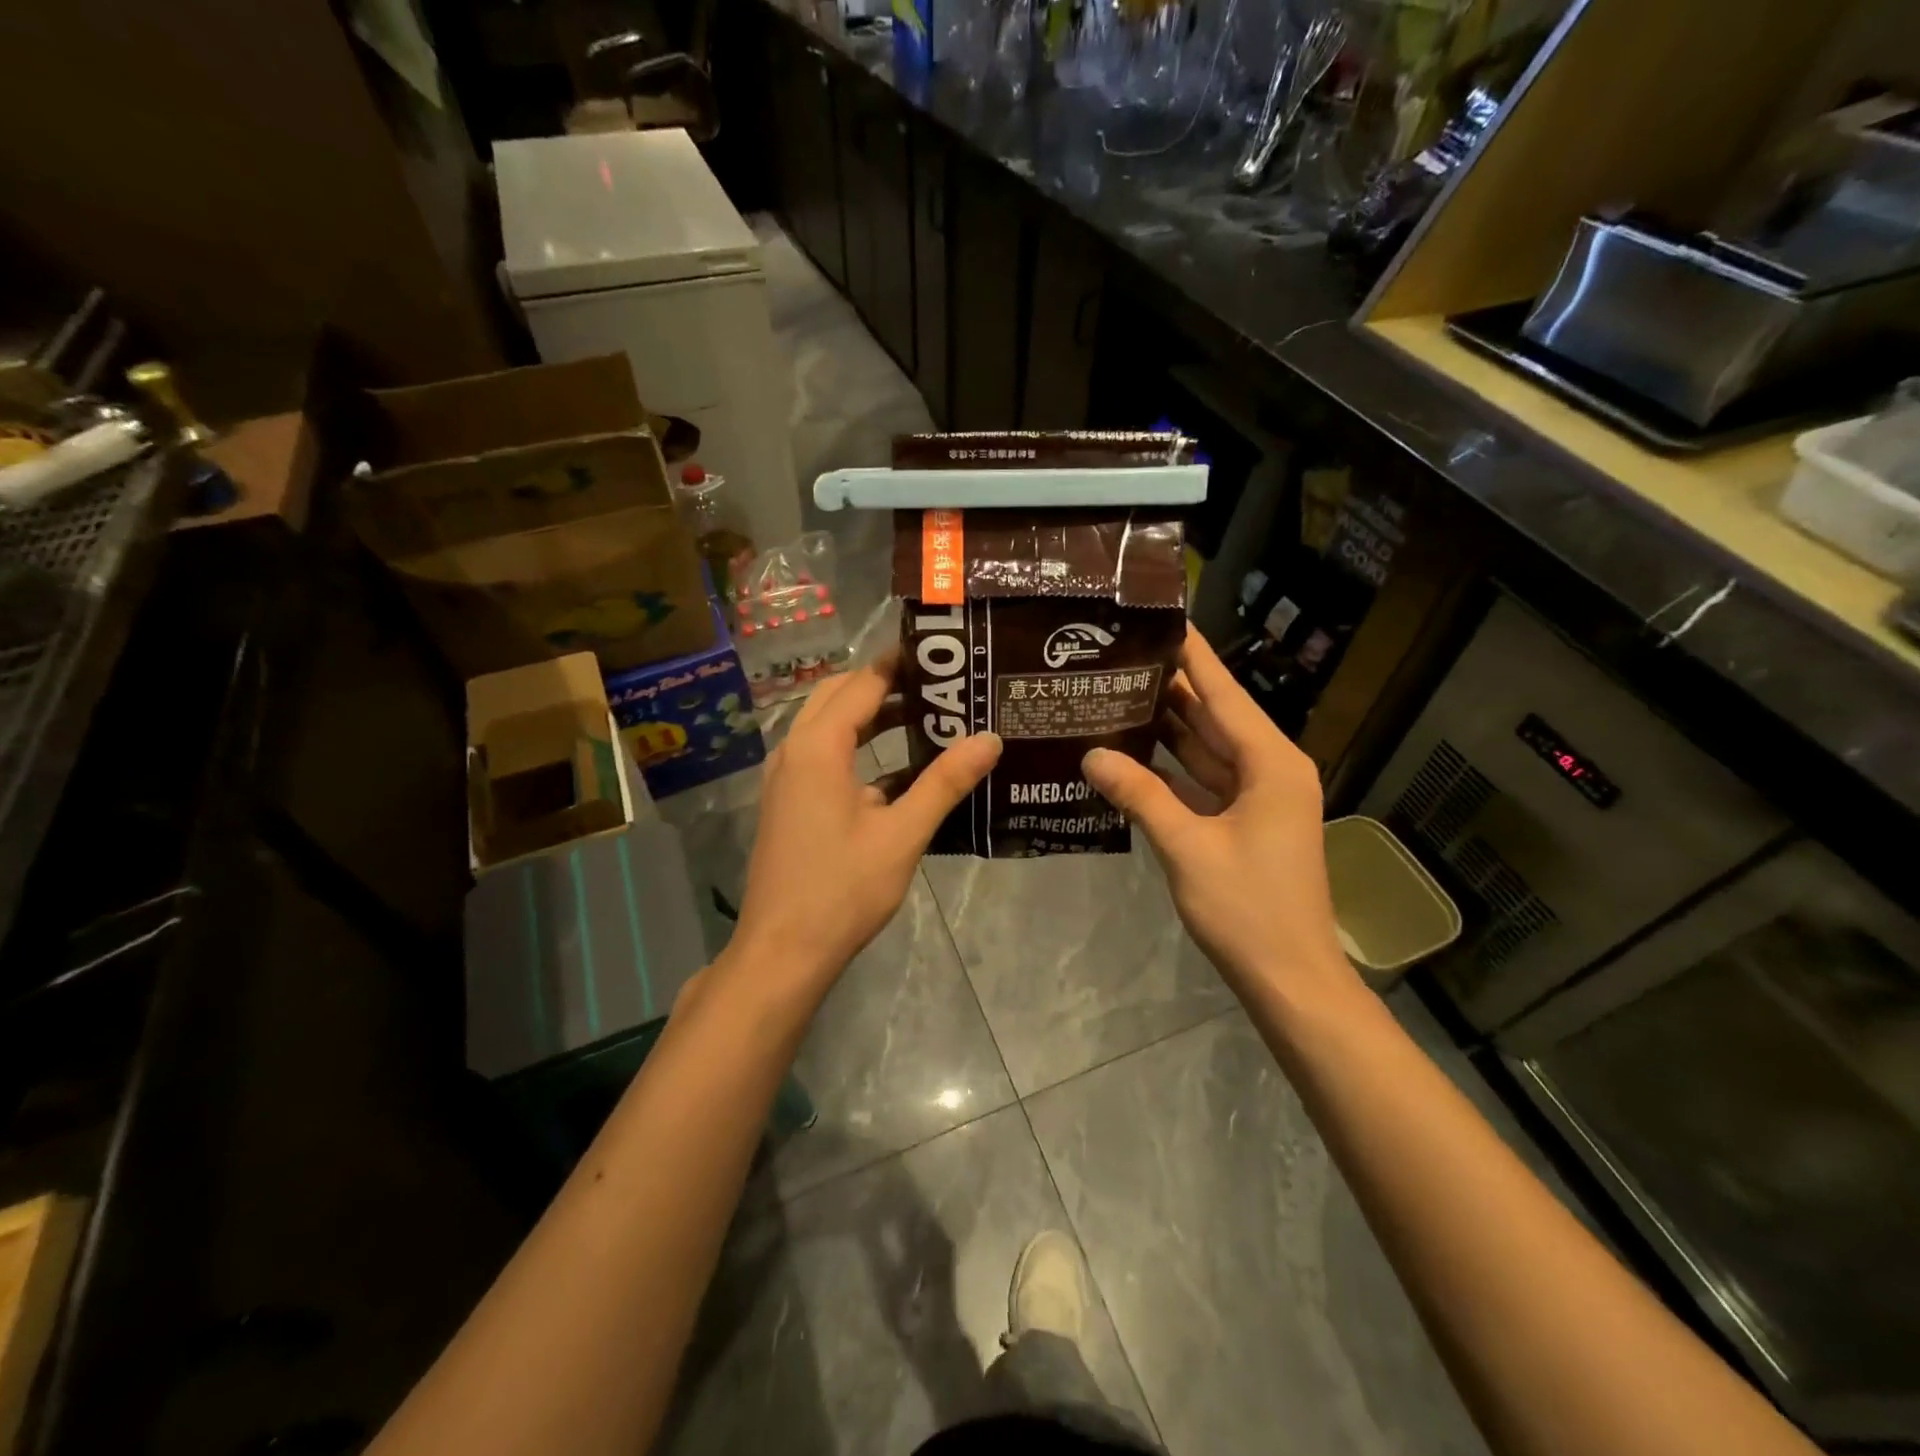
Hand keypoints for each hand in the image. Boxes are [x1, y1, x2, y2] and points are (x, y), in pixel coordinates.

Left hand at [728, 658, 1001, 993]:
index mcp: (818, 746)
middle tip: (938, 685)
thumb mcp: (903, 834)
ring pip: (829, 726)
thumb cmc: (843, 889)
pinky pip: (823, 755)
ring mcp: (786, 777)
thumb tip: (990, 738)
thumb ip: (945, 782)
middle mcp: (794, 750)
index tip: (941, 655)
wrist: (783, 951)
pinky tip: (900, 771)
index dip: (899, 665)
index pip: (863, 684)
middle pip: (840, 696)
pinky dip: (857, 748)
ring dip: (871, 716)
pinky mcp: (788, 802)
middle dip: (885, 684)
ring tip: (927, 718)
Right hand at [1081, 624, 1356, 1011]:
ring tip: (1116, 692)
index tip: (1161, 617)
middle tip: (1118, 656)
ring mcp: (1259, 797)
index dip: (1192, 654)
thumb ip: (1139, 794)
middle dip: (1170, 686)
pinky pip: (1204, 780)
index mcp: (1270, 763)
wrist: (1289, 978)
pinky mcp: (1244, 821)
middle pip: (1214, 715)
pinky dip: (1171, 767)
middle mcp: (1270, 769)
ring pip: (1207, 747)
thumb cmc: (1246, 908)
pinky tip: (1131, 752)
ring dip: (1167, 725)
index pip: (1224, 693)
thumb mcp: (1186, 846)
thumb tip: (1090, 755)